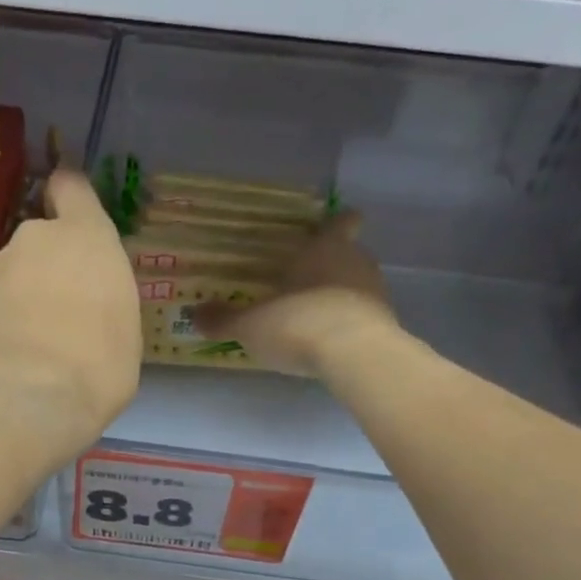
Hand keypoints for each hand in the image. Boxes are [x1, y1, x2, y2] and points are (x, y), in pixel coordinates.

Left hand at [0, 169, 141, 460]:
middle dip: (51, 266)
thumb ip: (106, 301)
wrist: (22, 399)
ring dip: (25, 296)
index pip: (71, 188)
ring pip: (15, 273)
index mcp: (86, 236)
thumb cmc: (96, 364)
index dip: (70, 197)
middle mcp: (36, 240)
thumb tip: (90, 308)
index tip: (72, 214)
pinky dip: (3, 322)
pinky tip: (14, 358)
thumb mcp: (125, 333)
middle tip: (66, 312)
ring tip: (39, 344)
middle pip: (43, 239)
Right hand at [194, 212, 400, 377]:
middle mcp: (354, 262)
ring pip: (357, 284)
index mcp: (324, 249)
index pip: (338, 223)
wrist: (355, 356)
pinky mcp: (386, 324)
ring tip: (315, 313)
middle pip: (348, 253)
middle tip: (306, 278)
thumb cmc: (298, 323)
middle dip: (331, 263)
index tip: (333, 224)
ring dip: (340, 294)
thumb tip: (194, 315)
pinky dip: (349, 322)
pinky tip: (330, 340)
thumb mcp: (251, 325)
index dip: (336, 223)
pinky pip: (364, 315)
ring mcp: (375, 293)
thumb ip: (224, 320)